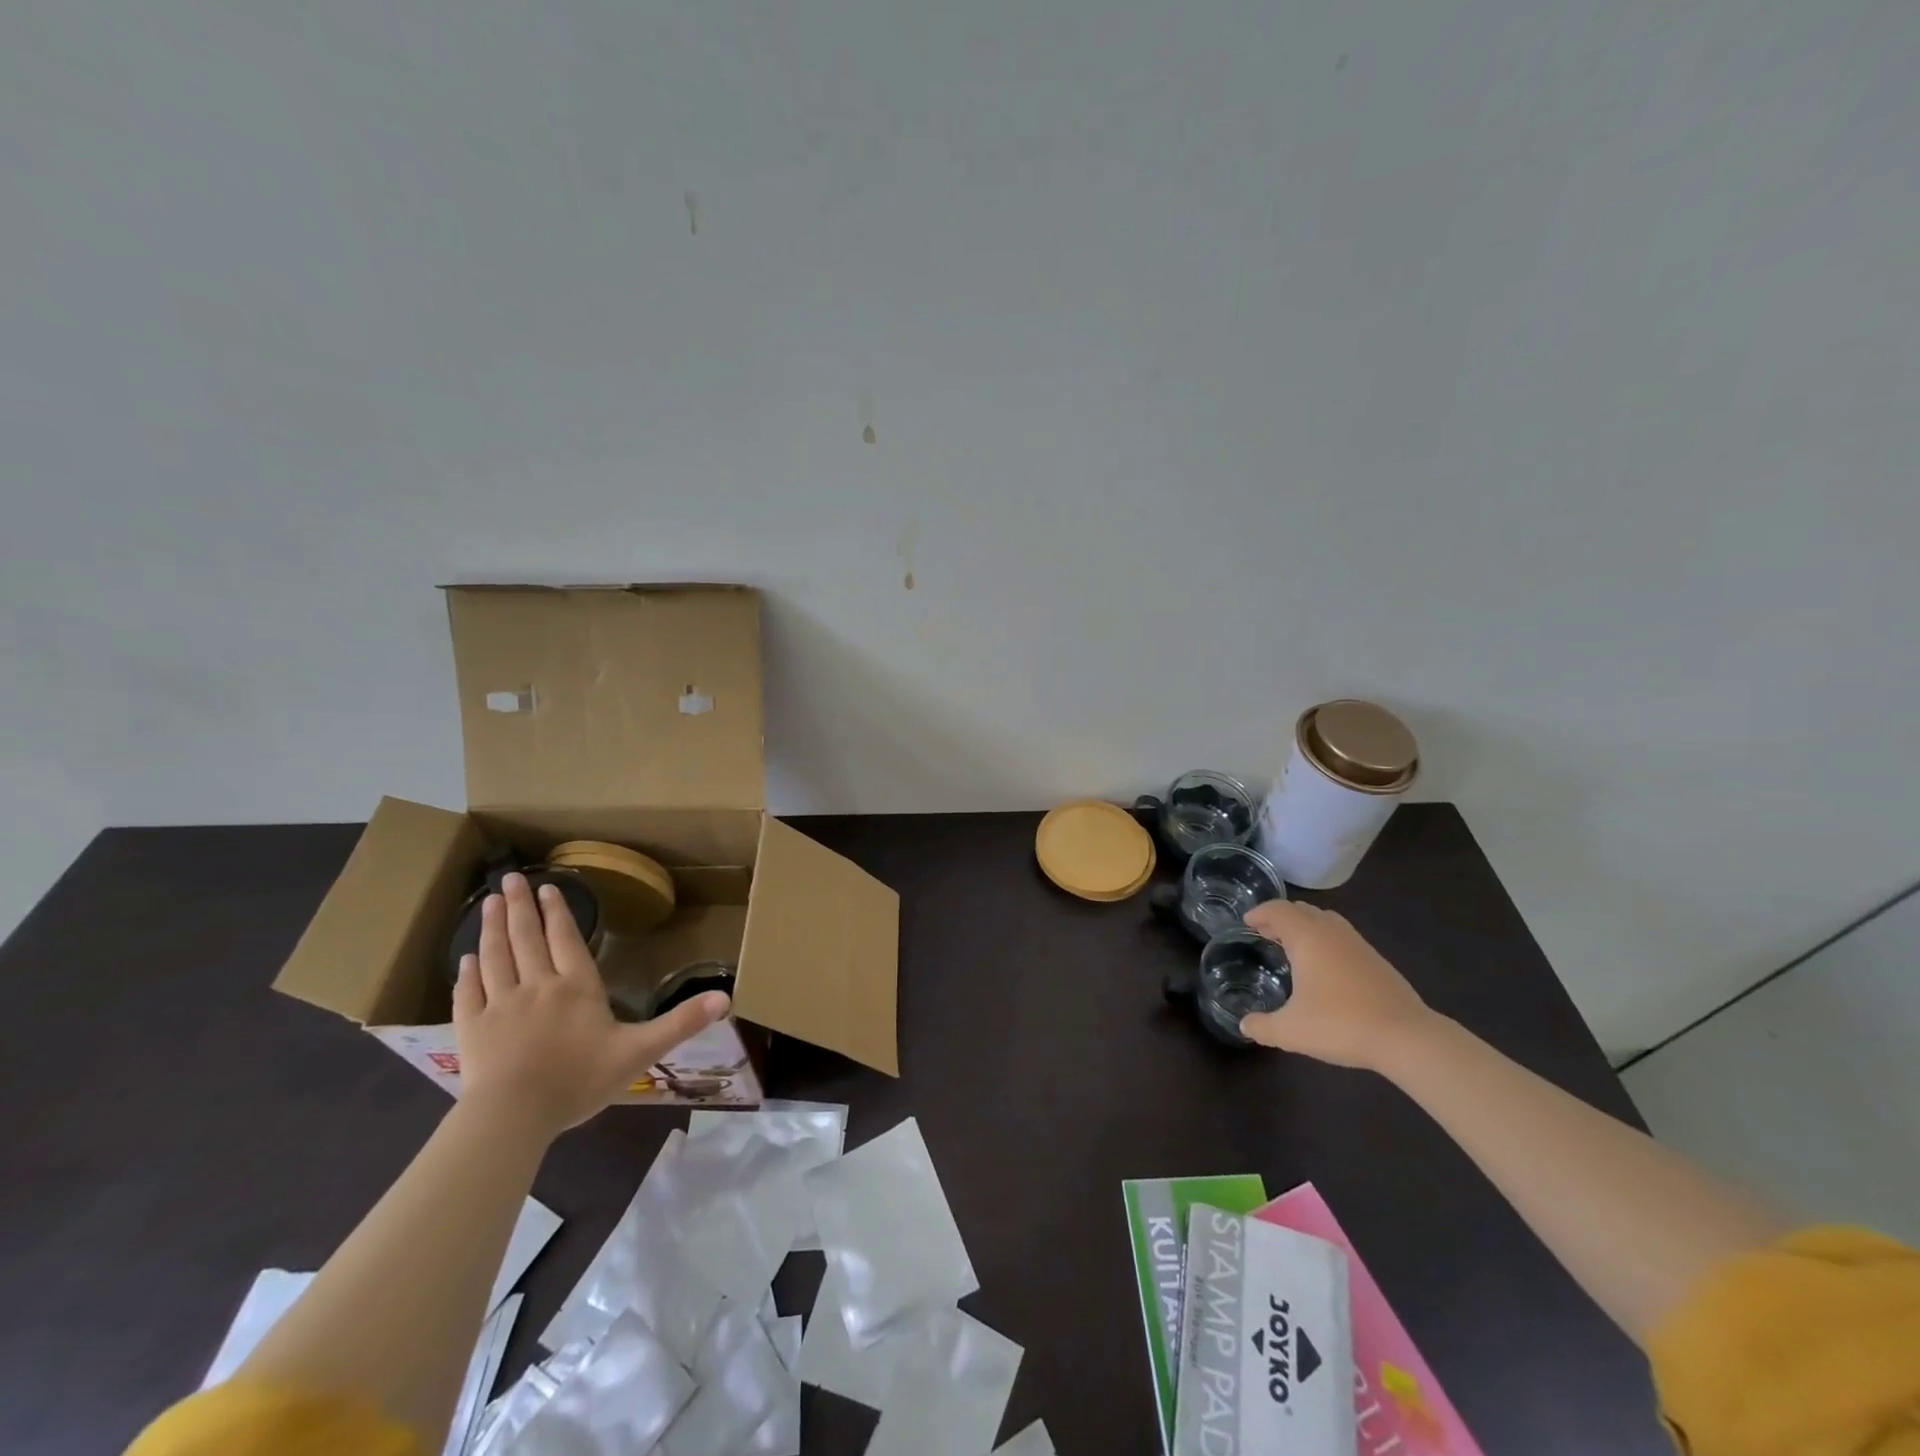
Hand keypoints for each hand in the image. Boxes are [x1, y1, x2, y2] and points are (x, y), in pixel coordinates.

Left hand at [453, 872, 729, 1137]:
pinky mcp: (471, 1030)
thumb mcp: (641, 1051)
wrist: (514, 1116)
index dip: (557, 913)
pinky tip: (464, 959)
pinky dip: (466, 973)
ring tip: (488, 903)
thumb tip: (726, 998)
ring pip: (495, 957)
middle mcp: (537, 986)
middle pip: (526, 938)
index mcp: (576, 987)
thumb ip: (681, 1023)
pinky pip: (468, 994)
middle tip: (508, 878)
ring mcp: (500, 1006)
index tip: (545, 888)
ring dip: (491, 928)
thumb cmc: (579, 1080)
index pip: (565, 939)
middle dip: (519, 907)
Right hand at [1238, 899, 1439, 1070]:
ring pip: (1325, 921)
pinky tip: (1324, 967)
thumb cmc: (1341, 1024)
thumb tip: (1244, 1025)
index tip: (1246, 922)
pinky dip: (1324, 940)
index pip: (1278, 910)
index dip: (1259, 913)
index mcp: (1307, 938)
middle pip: (1301, 910)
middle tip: (1264, 932)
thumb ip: (1262, 1027)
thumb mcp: (1291, 1031)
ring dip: (1304, 926)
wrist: (1407, 1037)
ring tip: (1292, 946)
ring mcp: (1357, 944)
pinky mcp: (1376, 960)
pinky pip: (1341, 936)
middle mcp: (1331, 932)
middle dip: (1280, 917)